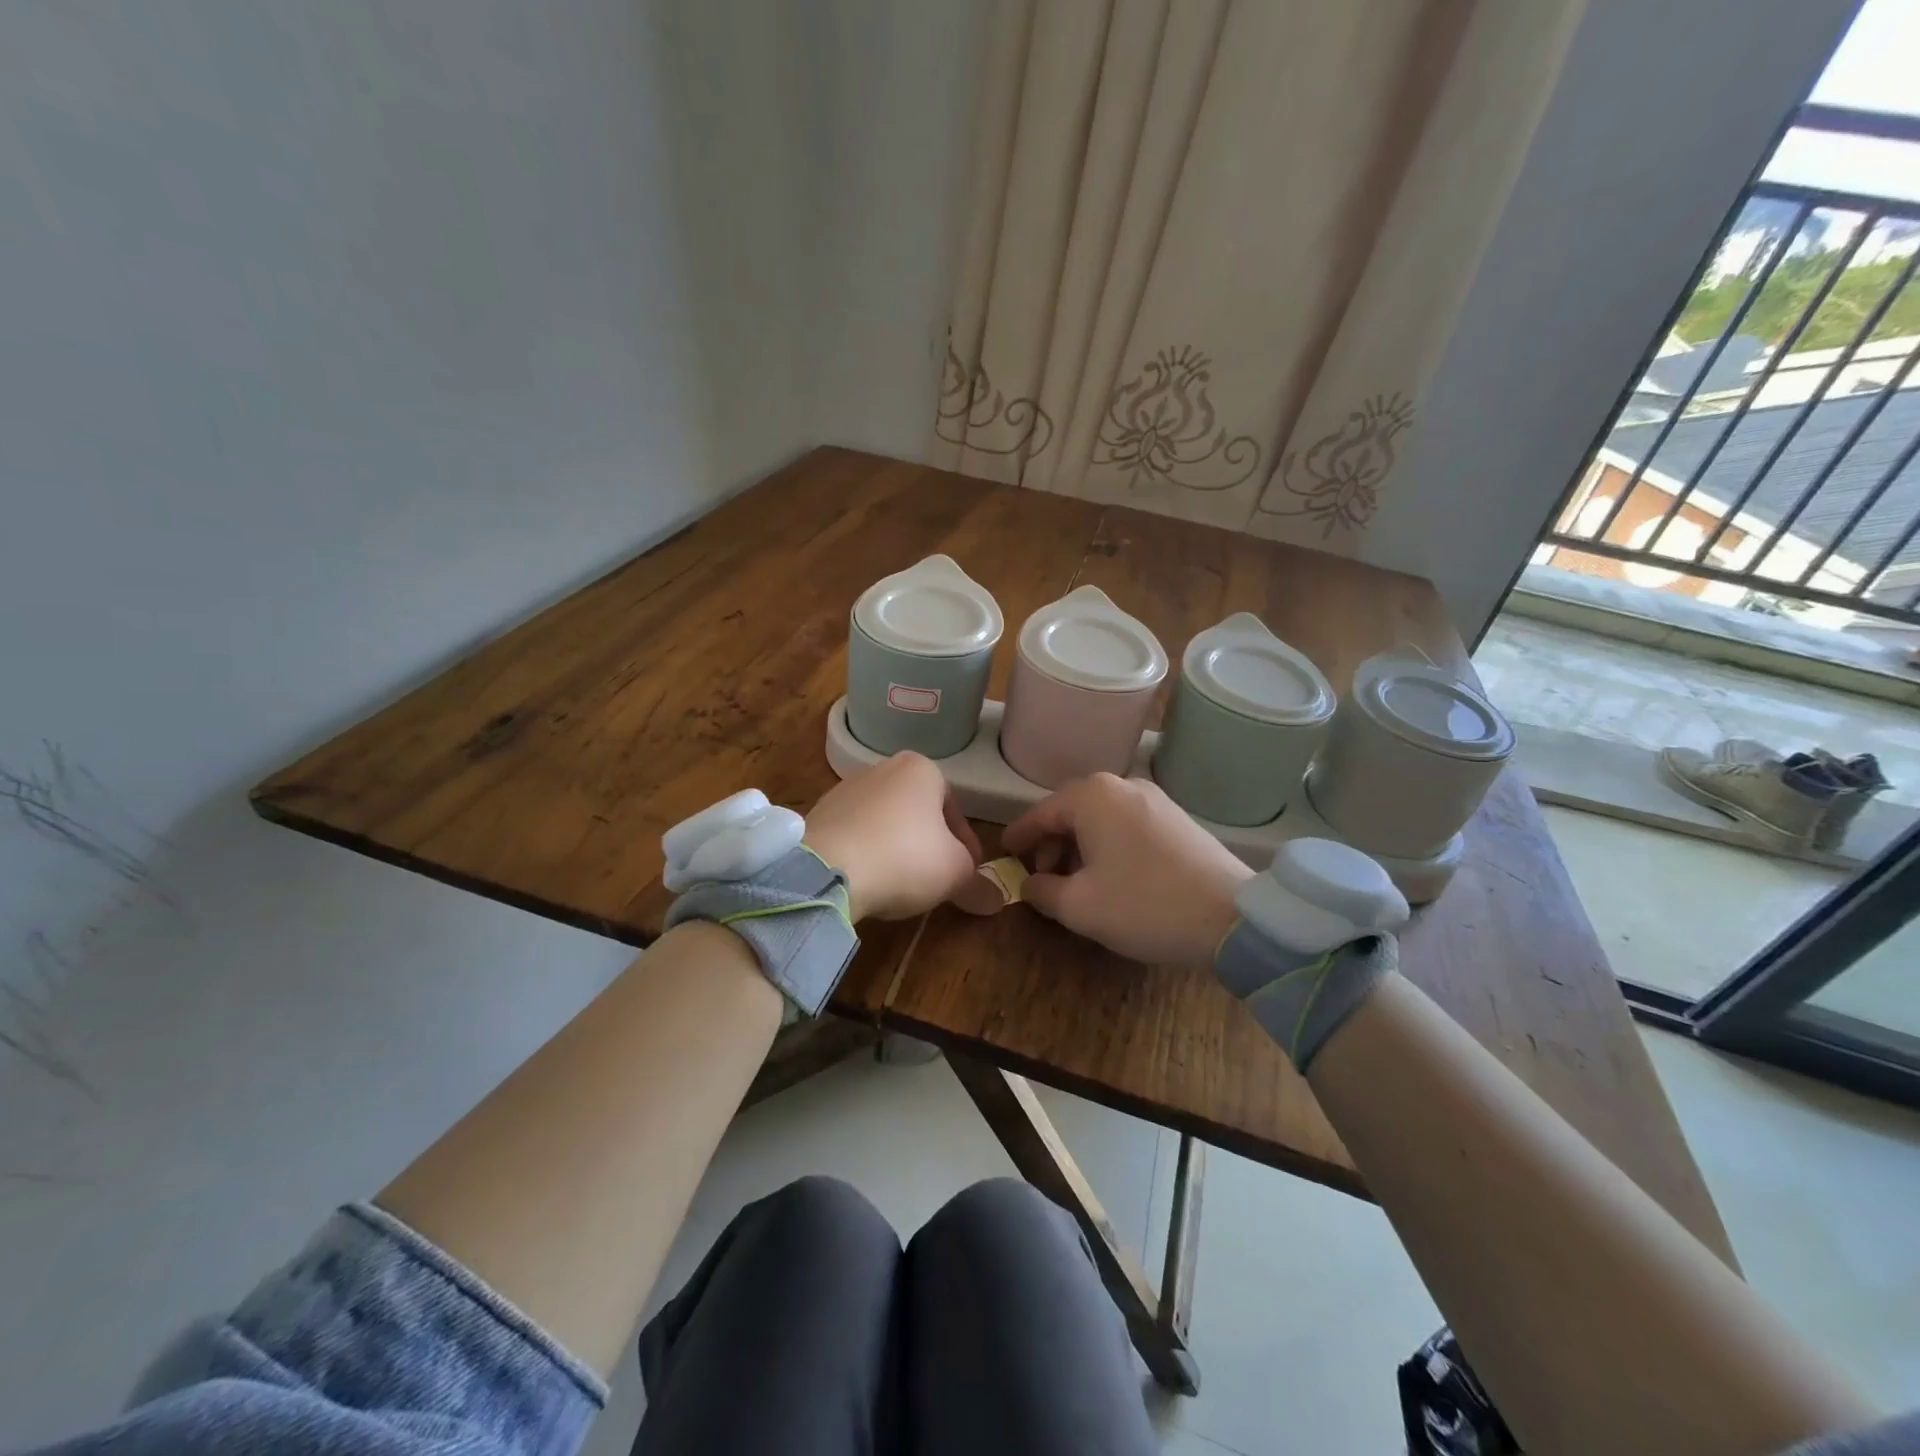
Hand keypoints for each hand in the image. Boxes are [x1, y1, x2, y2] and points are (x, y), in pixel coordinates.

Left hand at [805, 752, 981, 921]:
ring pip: (885, 823)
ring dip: (896, 849)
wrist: (827, 869)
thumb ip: (978, 882)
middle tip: (936, 879)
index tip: (968, 873)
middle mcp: (882, 768)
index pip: (955, 809)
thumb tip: (995, 899)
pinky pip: (854, 835)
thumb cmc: (905, 857)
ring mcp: (845, 789)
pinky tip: (868, 880)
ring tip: (899, 884)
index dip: (966, 846)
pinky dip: (866, 854)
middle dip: (930, 845)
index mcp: (921, 769)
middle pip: (918, 813)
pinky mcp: (818, 814)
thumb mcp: (955, 872)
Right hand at [1003, 773, 1251, 966]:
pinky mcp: (1177, 818)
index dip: (1019, 836)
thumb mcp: (1079, 906)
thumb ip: (1042, 890)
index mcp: (1092, 796)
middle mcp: (1122, 785)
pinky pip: (1126, 825)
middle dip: (1051, 845)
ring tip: (1076, 883)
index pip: (1040, 813)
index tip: (1003, 853)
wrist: (1232, 918)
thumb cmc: (1144, 905)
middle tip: (1042, 878)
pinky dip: (1108, 846)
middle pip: (1071, 812)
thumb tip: (1030, 884)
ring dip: (1080, 847)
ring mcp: (1154, 799)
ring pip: (1100, 819)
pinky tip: (1111, 878)